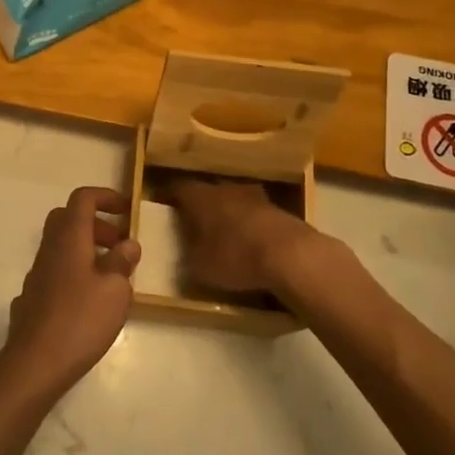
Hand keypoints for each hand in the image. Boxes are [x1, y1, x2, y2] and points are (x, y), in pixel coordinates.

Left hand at [0, 187, 140, 403]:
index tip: (126, 210)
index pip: (83, 198)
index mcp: (70, 238)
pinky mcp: (33, 296)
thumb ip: (122, 262)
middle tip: (120, 244)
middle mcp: (50, 248)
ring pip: (61, 246)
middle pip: (69, 219)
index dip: (105, 197)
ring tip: (112, 276)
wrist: (35, 362)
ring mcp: (37, 273)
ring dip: (87, 249)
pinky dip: (75, 272)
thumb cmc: (81, 319)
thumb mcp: (115, 290)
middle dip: (96, 224)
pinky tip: (89, 300)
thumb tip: (128, 244)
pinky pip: (56, 270)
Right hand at [166, 177, 334, 297]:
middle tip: (193, 222)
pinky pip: (255, 214)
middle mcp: (225, 189)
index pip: (178, 188)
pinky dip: (249, 224)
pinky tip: (251, 242)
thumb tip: (185, 252)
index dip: (169, 195)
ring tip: (224, 232)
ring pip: (233, 200)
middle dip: (200, 205)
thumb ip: (188, 256)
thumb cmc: (236, 258)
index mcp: (200, 197)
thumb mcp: (199, 267)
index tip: (163, 204)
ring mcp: (255, 196)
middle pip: (207, 191)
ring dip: (228, 213)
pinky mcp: (279, 209)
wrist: (291, 255)